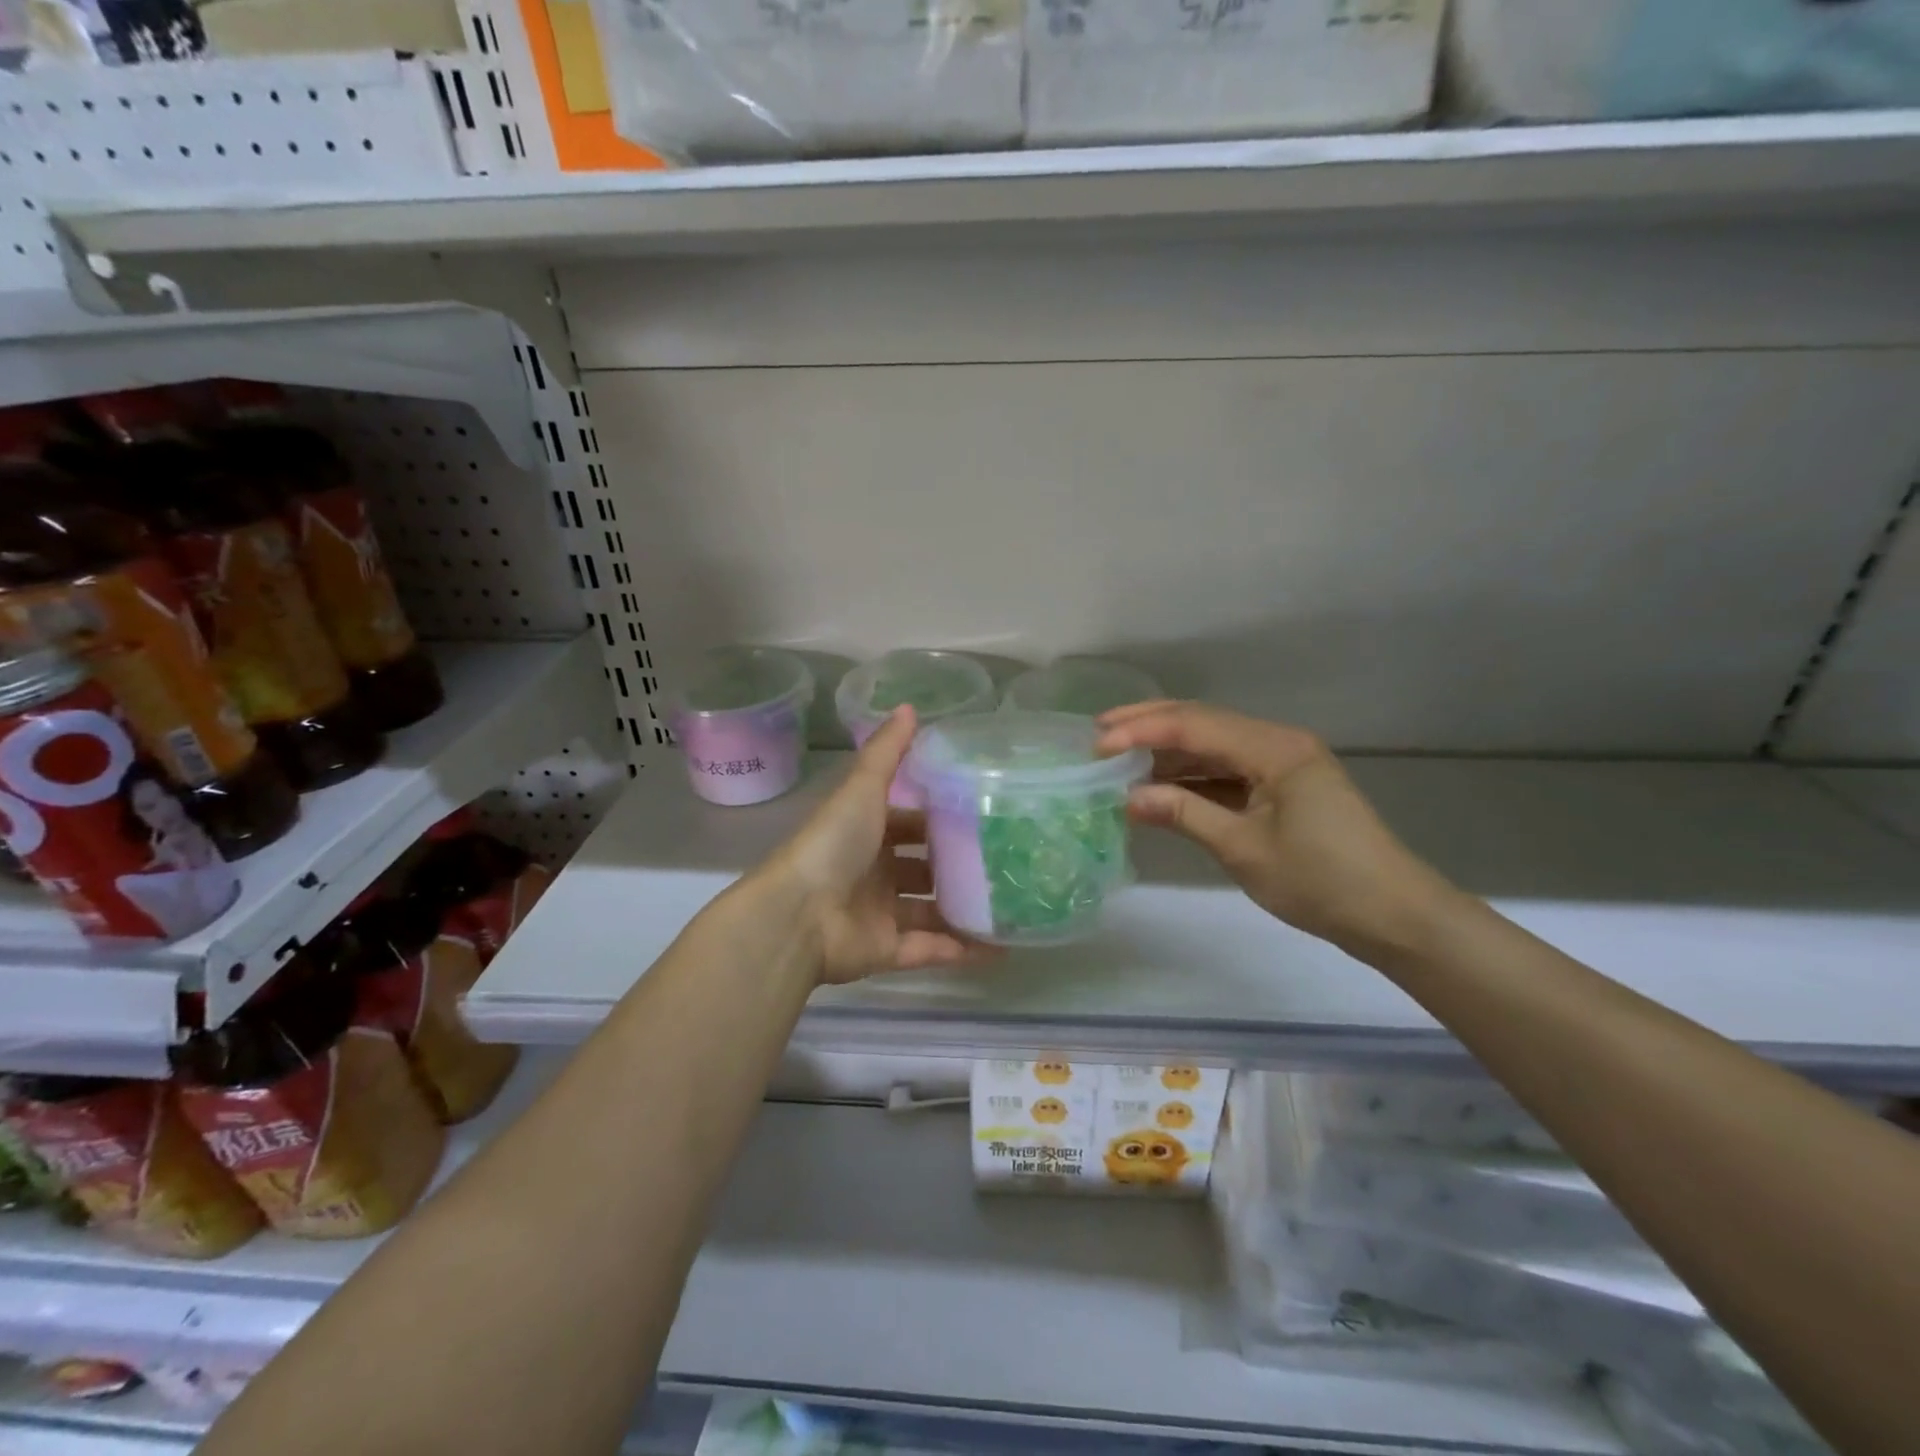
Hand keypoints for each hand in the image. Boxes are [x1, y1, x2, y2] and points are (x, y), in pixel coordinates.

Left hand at [763, 706, 993, 984]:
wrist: (798, 915)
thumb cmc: (833, 844)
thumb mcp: (862, 788)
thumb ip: (887, 752)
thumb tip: (910, 706)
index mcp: (866, 833)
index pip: (909, 822)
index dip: (940, 818)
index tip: (984, 814)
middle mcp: (874, 872)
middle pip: (922, 867)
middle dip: (957, 866)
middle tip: (1007, 860)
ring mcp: (880, 914)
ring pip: (931, 910)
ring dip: (965, 909)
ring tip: (1014, 904)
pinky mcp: (887, 951)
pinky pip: (932, 950)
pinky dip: (963, 951)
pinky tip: (1003, 947)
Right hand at [1096, 701, 1458, 955]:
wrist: (1394, 915)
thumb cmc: (1322, 881)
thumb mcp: (1243, 849)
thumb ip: (1183, 814)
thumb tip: (1127, 796)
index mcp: (1274, 748)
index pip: (1194, 726)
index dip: (1141, 732)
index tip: (1096, 745)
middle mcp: (1277, 743)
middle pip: (1202, 722)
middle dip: (1148, 725)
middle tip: (1098, 733)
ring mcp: (1282, 764)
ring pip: (1213, 745)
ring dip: (1167, 751)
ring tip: (1118, 758)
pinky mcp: (1283, 787)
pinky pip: (1227, 770)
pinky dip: (1191, 776)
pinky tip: (1159, 785)